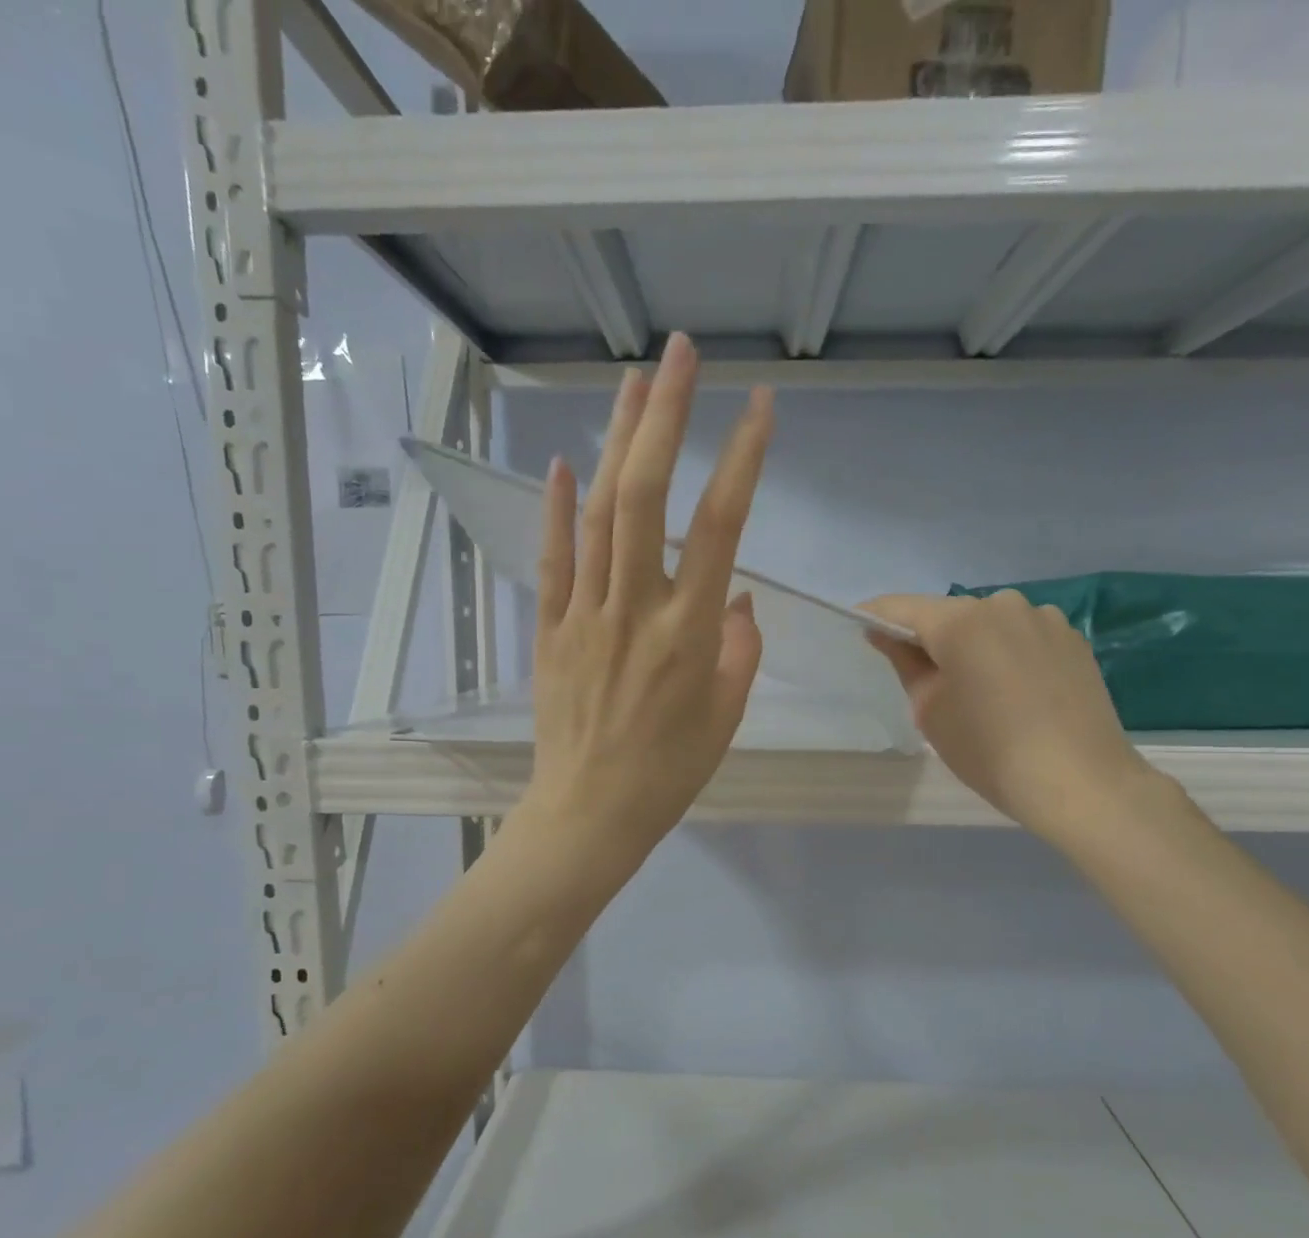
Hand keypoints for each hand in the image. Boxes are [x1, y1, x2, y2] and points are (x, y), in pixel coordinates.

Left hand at [523, 334, 769, 865]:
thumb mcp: (727, 715)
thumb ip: (739, 648)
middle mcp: (636, 609)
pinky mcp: (550, 630)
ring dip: (614, 443)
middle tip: (679, 354)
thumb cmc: (670, 772)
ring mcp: (585, 615)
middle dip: (664, 416)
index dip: (741, 459)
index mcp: (690, 633)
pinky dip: (555, 510)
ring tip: (631, 383)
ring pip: (596, 515)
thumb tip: (737, 597)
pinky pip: (552, 562)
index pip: (720, 527)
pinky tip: (562, 462)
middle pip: (644, 496)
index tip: (759, 406)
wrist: (591, 813)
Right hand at [863, 591, 1163, 849]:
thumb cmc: (989, 750)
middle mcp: (1002, 605)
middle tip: (922, 677)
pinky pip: (1021, 636)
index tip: (862, 632)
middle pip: (948, 613)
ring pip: (988, 623)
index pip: (901, 607)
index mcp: (960, 621)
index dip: (875, 617)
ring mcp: (1044, 618)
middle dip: (928, 637)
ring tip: (976, 688)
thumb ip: (905, 663)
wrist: (1079, 782)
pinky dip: (1006, 653)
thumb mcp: (930, 710)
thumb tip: (886, 635)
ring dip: (971, 644)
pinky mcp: (1072, 638)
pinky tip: (1014, 691)